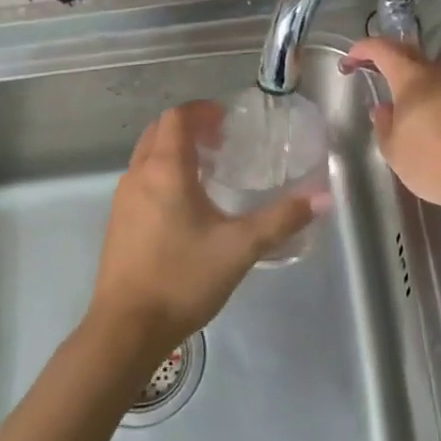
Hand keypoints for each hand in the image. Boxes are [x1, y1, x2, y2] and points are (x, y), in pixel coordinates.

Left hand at [88, 102, 318, 364]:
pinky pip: (142, 181)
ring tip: (210, 171)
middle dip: (189, 128)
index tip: (227, 120)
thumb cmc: (182, 278)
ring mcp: (122, 200)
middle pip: (159, 132)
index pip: (176, 118)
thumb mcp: (240, 248)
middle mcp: (138, 176)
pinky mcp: (118, 223)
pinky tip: (187, 207)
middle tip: (222, 141)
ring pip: (148, 157)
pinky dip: (163, 175)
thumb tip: (323, 198)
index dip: (202, 111)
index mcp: (165, 170)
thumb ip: (281, 220)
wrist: (126, 329)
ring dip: (175, 152)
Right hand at [342, 38, 440, 216]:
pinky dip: (440, 96)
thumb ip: (384, 123)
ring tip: (409, 101)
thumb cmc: (432, 164)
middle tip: (376, 71)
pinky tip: (437, 119)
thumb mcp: (393, 150)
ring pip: (436, 71)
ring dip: (418, 79)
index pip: (383, 49)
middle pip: (411, 53)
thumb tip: (385, 108)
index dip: (363, 49)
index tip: (350, 61)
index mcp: (414, 78)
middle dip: (390, 58)